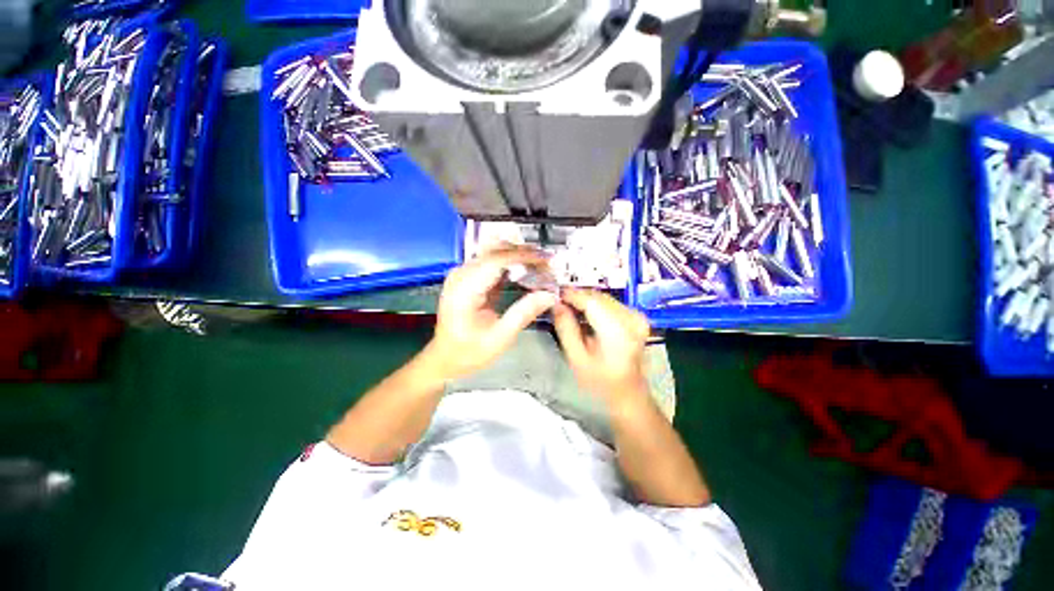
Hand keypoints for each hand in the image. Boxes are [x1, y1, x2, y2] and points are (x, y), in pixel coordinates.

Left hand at [424, 246, 557, 380]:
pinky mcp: (469, 278)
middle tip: (548, 265)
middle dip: (524, 254)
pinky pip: (493, 263)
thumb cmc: (467, 353)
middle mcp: (461, 275)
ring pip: (495, 253)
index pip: (497, 260)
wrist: (445, 358)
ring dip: (519, 257)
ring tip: (541, 267)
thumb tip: (548, 295)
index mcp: (464, 289)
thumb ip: (523, 314)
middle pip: (496, 251)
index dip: (524, 256)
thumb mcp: (499, 338)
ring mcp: (463, 274)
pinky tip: (527, 272)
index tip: (546, 261)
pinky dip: (512, 265)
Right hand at [552, 288, 651, 404]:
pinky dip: (595, 305)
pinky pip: (611, 303)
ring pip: (604, 298)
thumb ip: (566, 329)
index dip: (571, 295)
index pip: (591, 302)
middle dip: (577, 296)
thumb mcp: (576, 358)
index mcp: (617, 332)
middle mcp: (631, 319)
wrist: (628, 393)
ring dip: (585, 300)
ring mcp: (637, 317)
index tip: (554, 293)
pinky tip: (584, 313)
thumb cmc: (600, 382)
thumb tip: (557, 305)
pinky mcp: (637, 318)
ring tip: (568, 307)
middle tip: (559, 301)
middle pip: (598, 297)